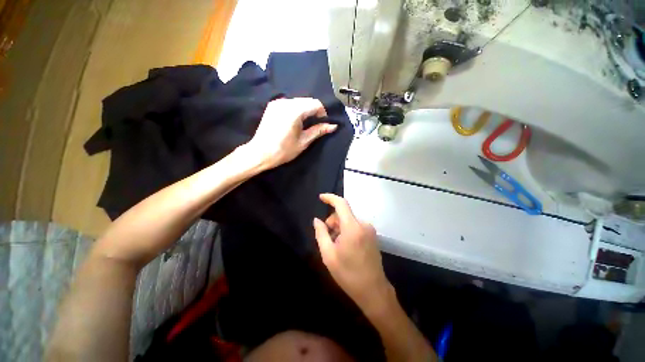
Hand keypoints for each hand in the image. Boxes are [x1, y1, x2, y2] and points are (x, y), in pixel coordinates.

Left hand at [247, 98, 336, 169]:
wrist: (260, 153)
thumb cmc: (283, 150)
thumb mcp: (303, 142)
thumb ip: (318, 131)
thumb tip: (333, 126)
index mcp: (294, 111)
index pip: (315, 103)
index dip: (323, 112)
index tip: (324, 123)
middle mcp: (285, 102)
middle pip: (307, 100)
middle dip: (314, 111)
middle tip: (316, 124)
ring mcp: (277, 103)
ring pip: (298, 101)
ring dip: (305, 110)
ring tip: (306, 124)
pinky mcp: (272, 106)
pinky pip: (289, 103)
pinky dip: (296, 109)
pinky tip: (295, 121)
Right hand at [313, 193, 391, 310]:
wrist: (373, 290)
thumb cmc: (348, 274)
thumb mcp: (328, 255)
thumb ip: (321, 233)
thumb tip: (317, 220)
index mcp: (352, 228)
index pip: (341, 204)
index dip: (330, 198)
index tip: (321, 197)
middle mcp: (363, 224)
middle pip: (344, 213)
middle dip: (333, 220)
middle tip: (327, 237)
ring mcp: (370, 230)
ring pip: (349, 220)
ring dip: (340, 227)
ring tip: (336, 245)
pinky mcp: (372, 235)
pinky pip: (356, 226)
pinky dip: (347, 230)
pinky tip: (345, 245)